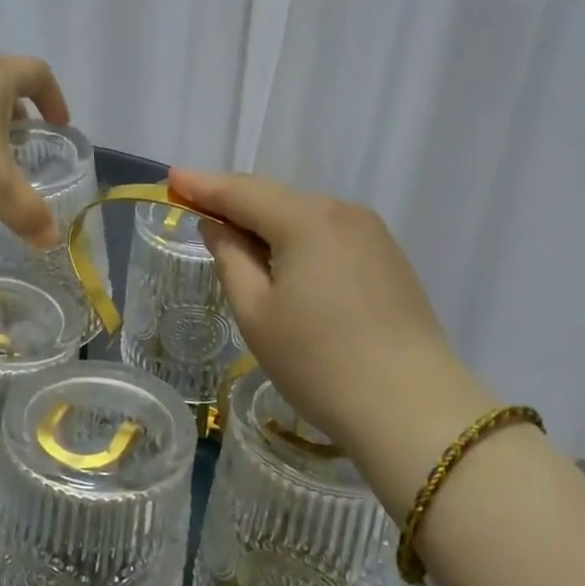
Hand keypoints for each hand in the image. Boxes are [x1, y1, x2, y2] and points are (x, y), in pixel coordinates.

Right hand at [168, 169, 495, 479]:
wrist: (412, 408)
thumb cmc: (318, 362)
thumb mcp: (256, 312)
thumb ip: (230, 257)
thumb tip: (217, 225)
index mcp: (305, 219)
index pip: (242, 191)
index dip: (203, 185)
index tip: (172, 177)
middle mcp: (342, 211)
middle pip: (274, 197)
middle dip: (234, 200)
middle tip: (195, 204)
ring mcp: (372, 233)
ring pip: (304, 214)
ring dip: (266, 221)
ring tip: (235, 237)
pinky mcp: (388, 257)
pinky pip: (329, 233)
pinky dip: (297, 237)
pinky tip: (283, 258)